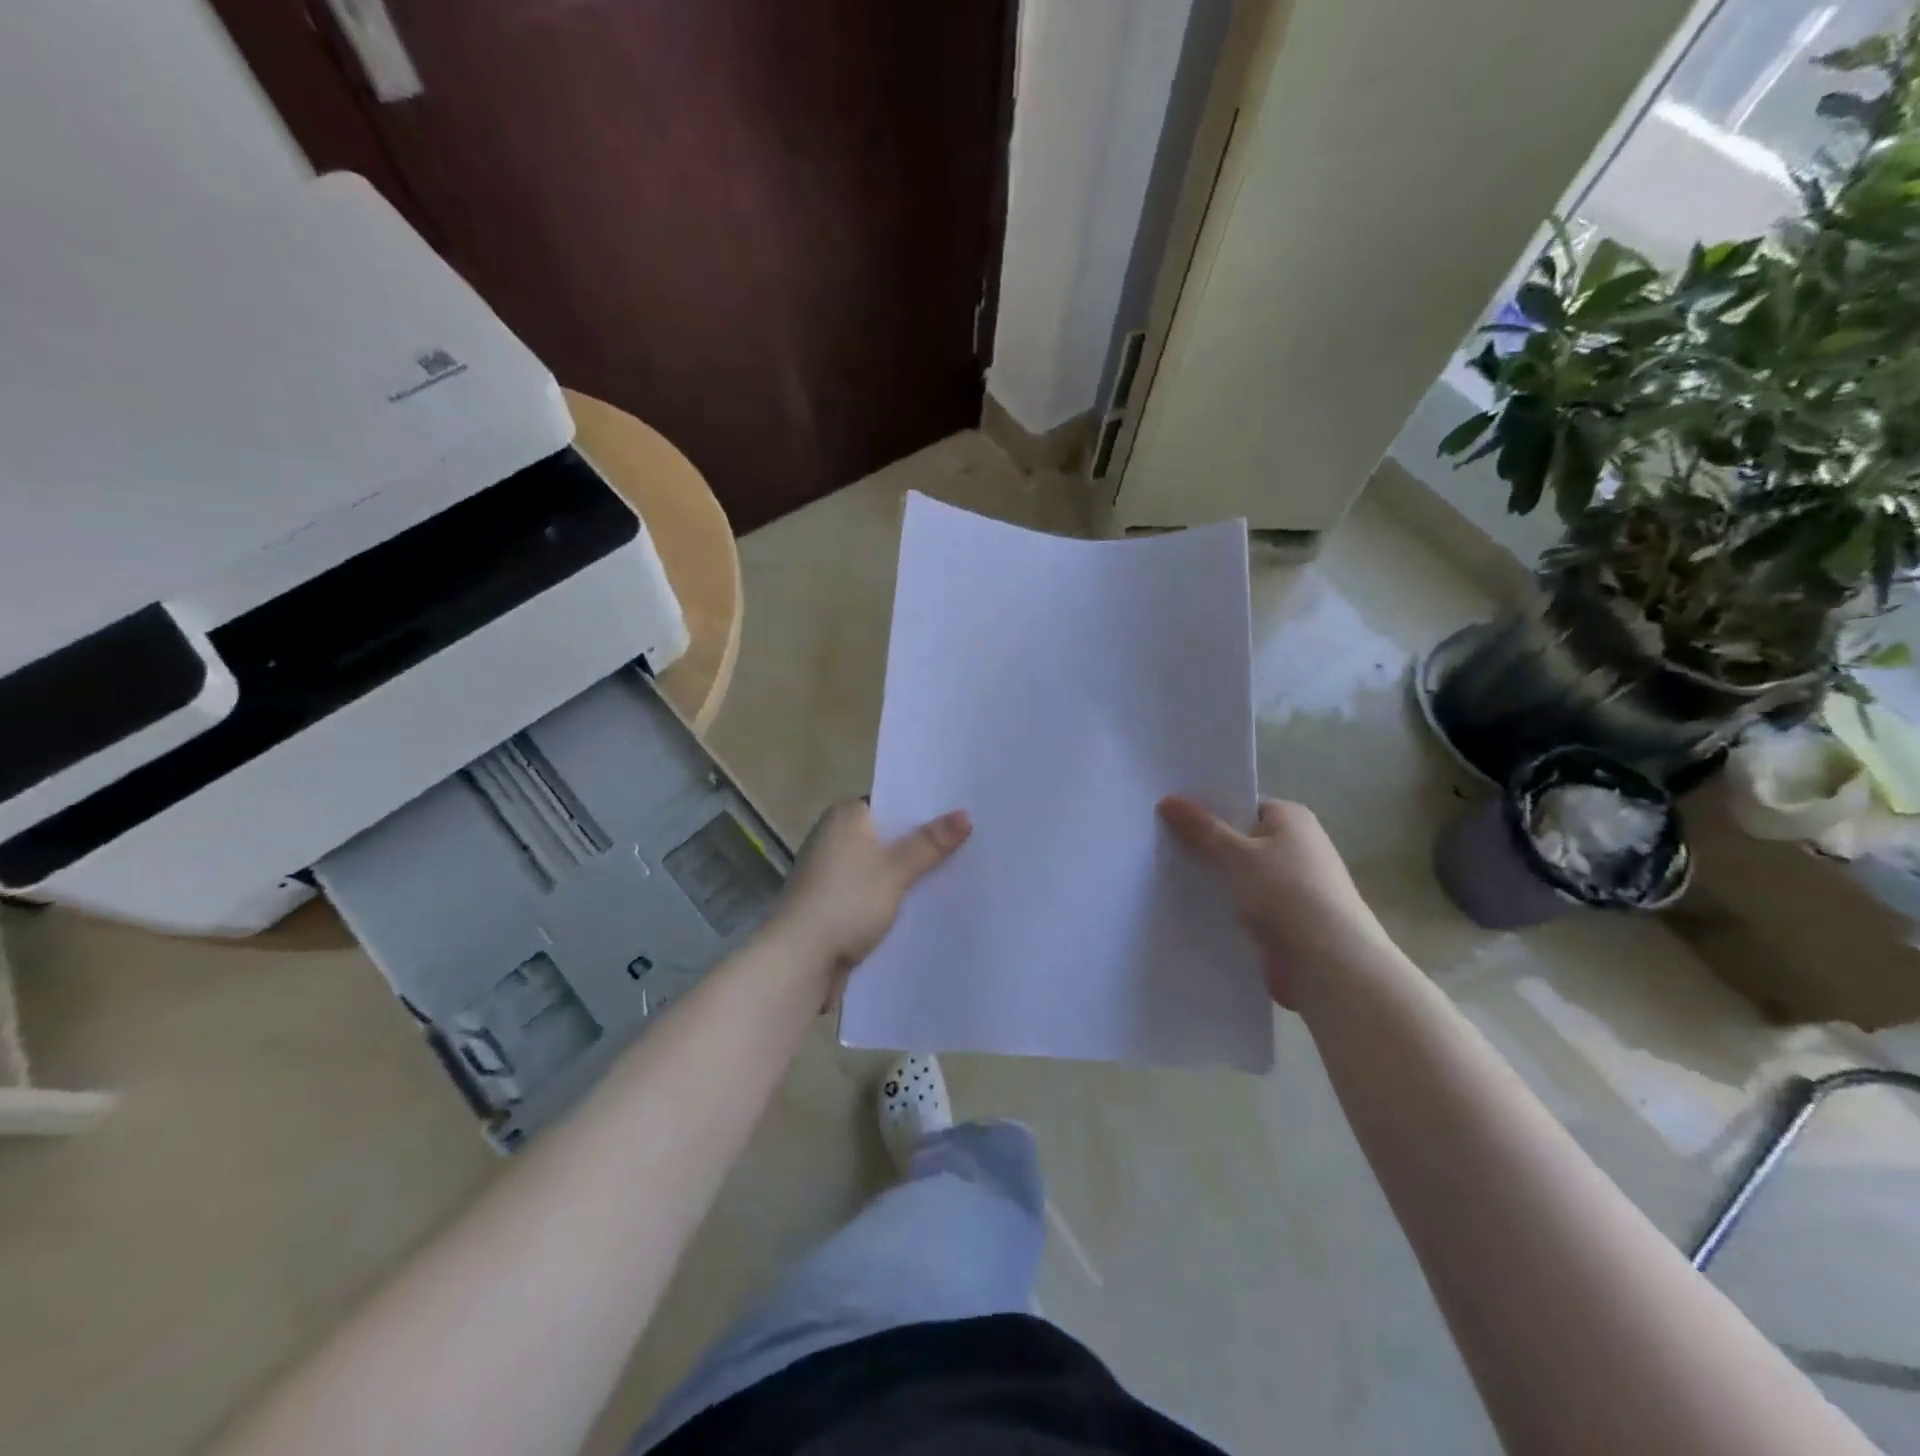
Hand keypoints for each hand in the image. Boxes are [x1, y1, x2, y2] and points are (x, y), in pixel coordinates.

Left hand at [769, 800, 971, 983]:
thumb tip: (965, 814)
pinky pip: (875, 892)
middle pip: (890, 835)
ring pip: (884, 867)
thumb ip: (930, 842)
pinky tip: (927, 904)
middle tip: (971, 842)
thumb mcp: (895, 868)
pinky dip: (896, 897)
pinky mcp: (836, 904)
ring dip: (911, 874)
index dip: (926, 809)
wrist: (800, 960)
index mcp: (845, 817)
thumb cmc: (846, 901)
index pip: (892, 802)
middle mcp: (835, 838)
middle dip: (923, 844)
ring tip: (959, 872)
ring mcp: (833, 873)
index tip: (962, 813)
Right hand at [1158, 796, 1385, 1008]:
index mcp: (1291, 818)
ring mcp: (1293, 885)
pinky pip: (1246, 904)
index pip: (1241, 805)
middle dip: (1204, 846)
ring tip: (1163, 877)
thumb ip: (1201, 829)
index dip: (1206, 810)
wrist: (1331, 964)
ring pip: (1240, 875)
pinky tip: (1189, 910)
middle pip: (1239, 840)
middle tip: (1157, 846)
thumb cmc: (1288, 893)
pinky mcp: (1286, 919)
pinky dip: (1224, 907)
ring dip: (1213, 880)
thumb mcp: (1237, 854)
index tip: (1168, 817)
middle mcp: (1296, 845)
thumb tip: (1168, 799)